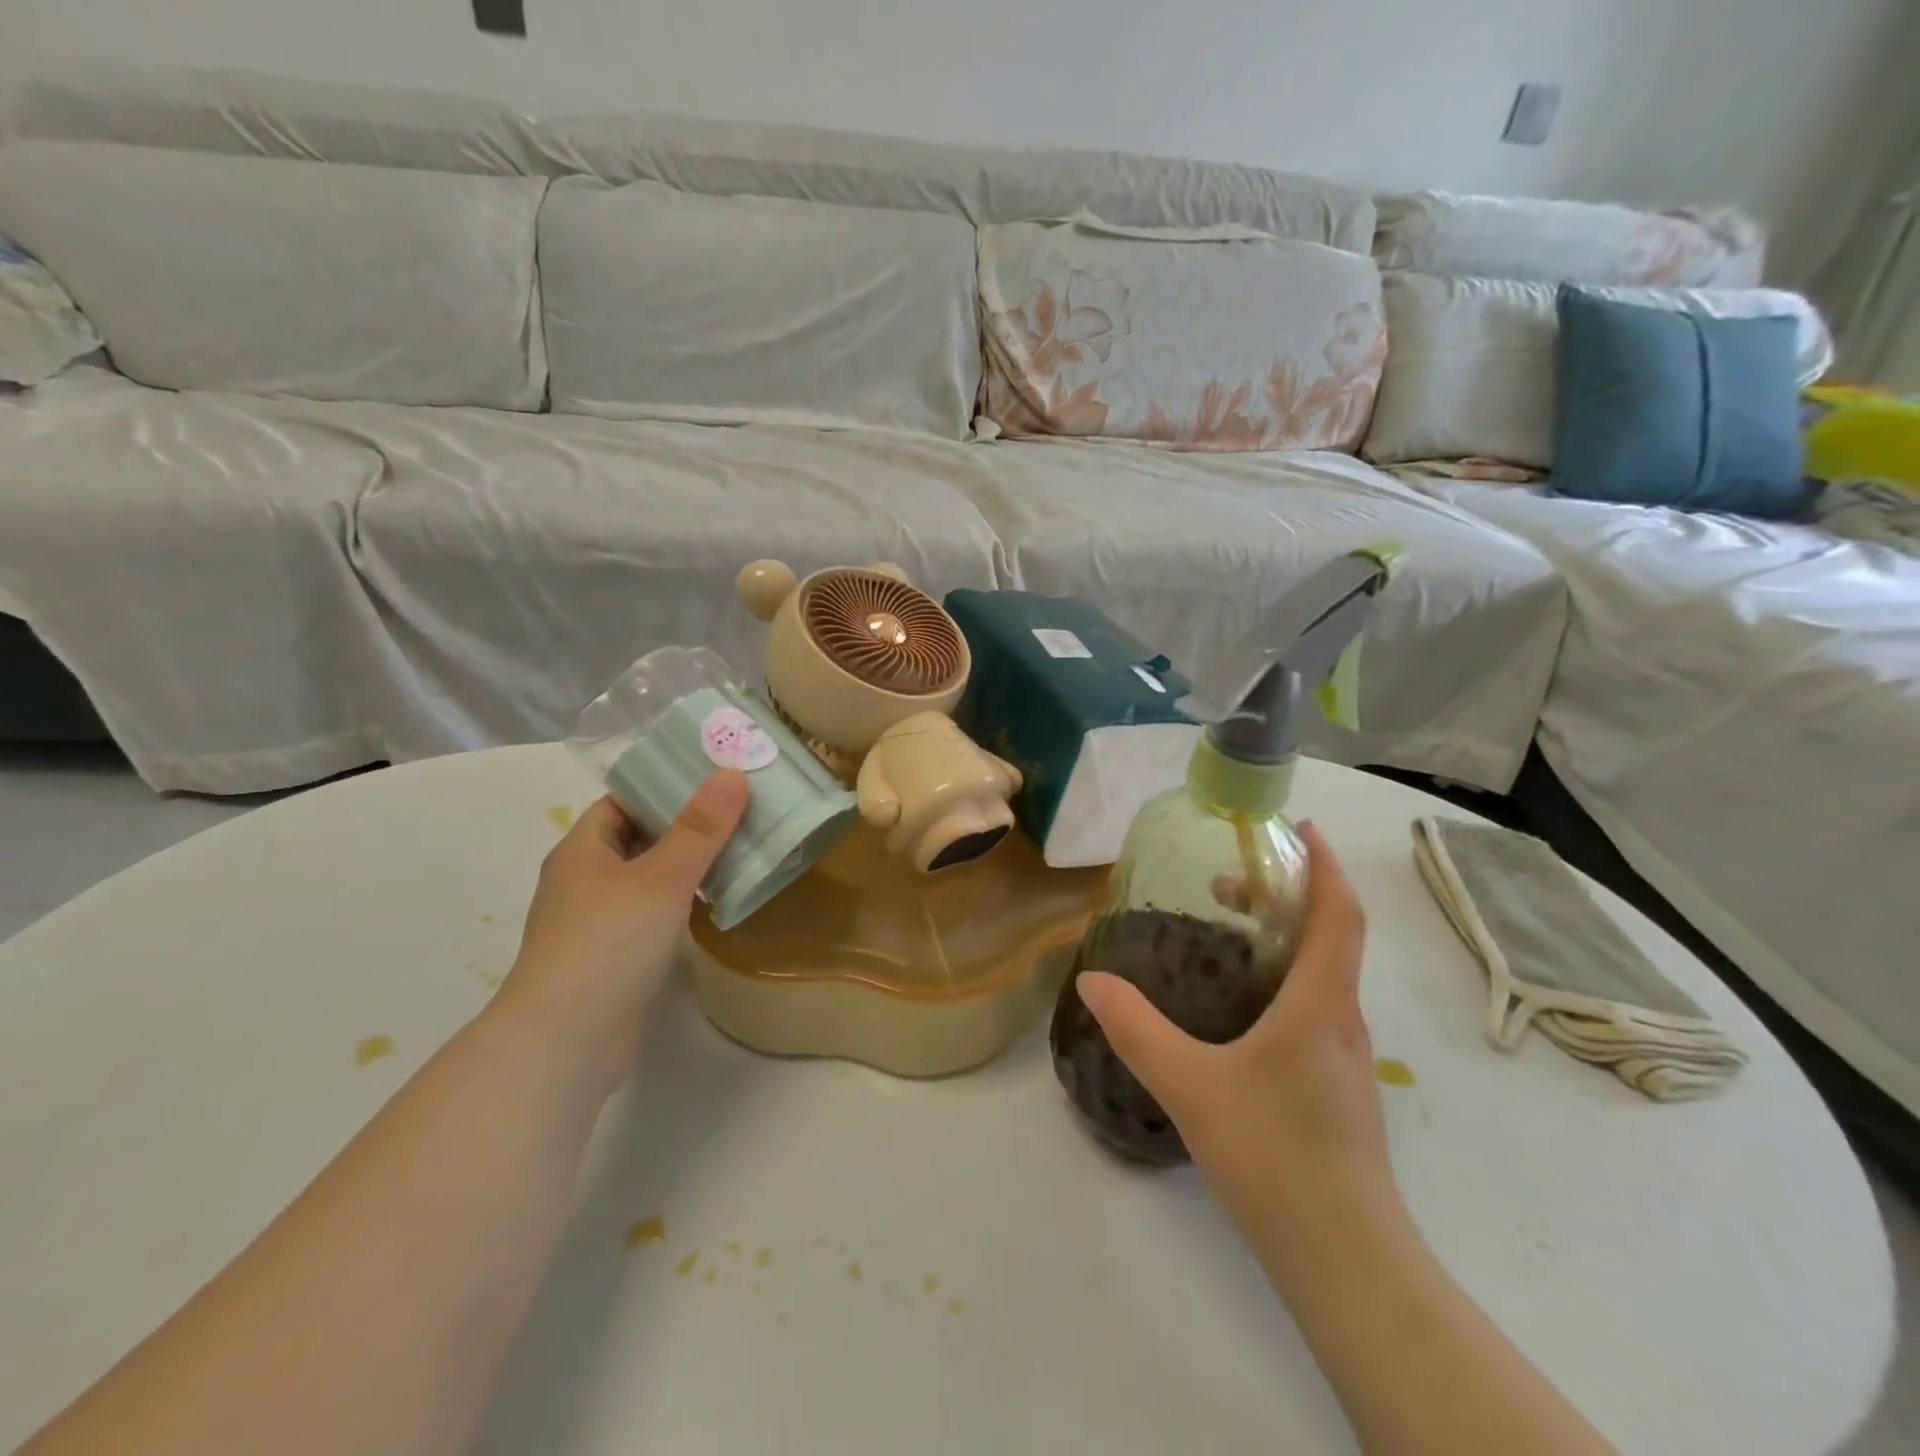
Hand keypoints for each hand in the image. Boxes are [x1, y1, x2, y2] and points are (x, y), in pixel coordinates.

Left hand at [493, 772, 749, 1093]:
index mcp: (582, 849)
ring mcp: (593, 923)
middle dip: (685, 826)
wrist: (566, 1042)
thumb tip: (732, 774)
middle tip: (739, 813)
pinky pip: (649, 915)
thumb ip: (700, 828)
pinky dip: (679, 904)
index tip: (715, 781)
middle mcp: (582, 880)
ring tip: (738, 852)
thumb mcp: (662, 877)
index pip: (623, 800)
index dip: (665, 787)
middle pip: (638, 838)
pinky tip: (713, 905)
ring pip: (645, 879)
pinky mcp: (610, 958)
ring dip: (685, 867)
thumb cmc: (609, 943)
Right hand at [1075, 825, 1396, 1266]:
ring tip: (1229, 932)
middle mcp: (1343, 1020)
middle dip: (1290, 896)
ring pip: (1325, 974)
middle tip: (1231, 883)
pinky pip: (1317, 1007)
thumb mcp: (1190, 1085)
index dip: (1326, 865)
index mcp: (1321, 1003)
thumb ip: (1136, 1029)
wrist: (1345, 1259)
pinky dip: (1287, 978)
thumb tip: (1091, 978)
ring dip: (1287, 938)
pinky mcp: (1338, 1086)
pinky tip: (1242, 1004)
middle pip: (1332, 937)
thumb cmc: (1274, 1155)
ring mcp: (1346, 1057)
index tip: (1300, 828)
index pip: (1339, 914)